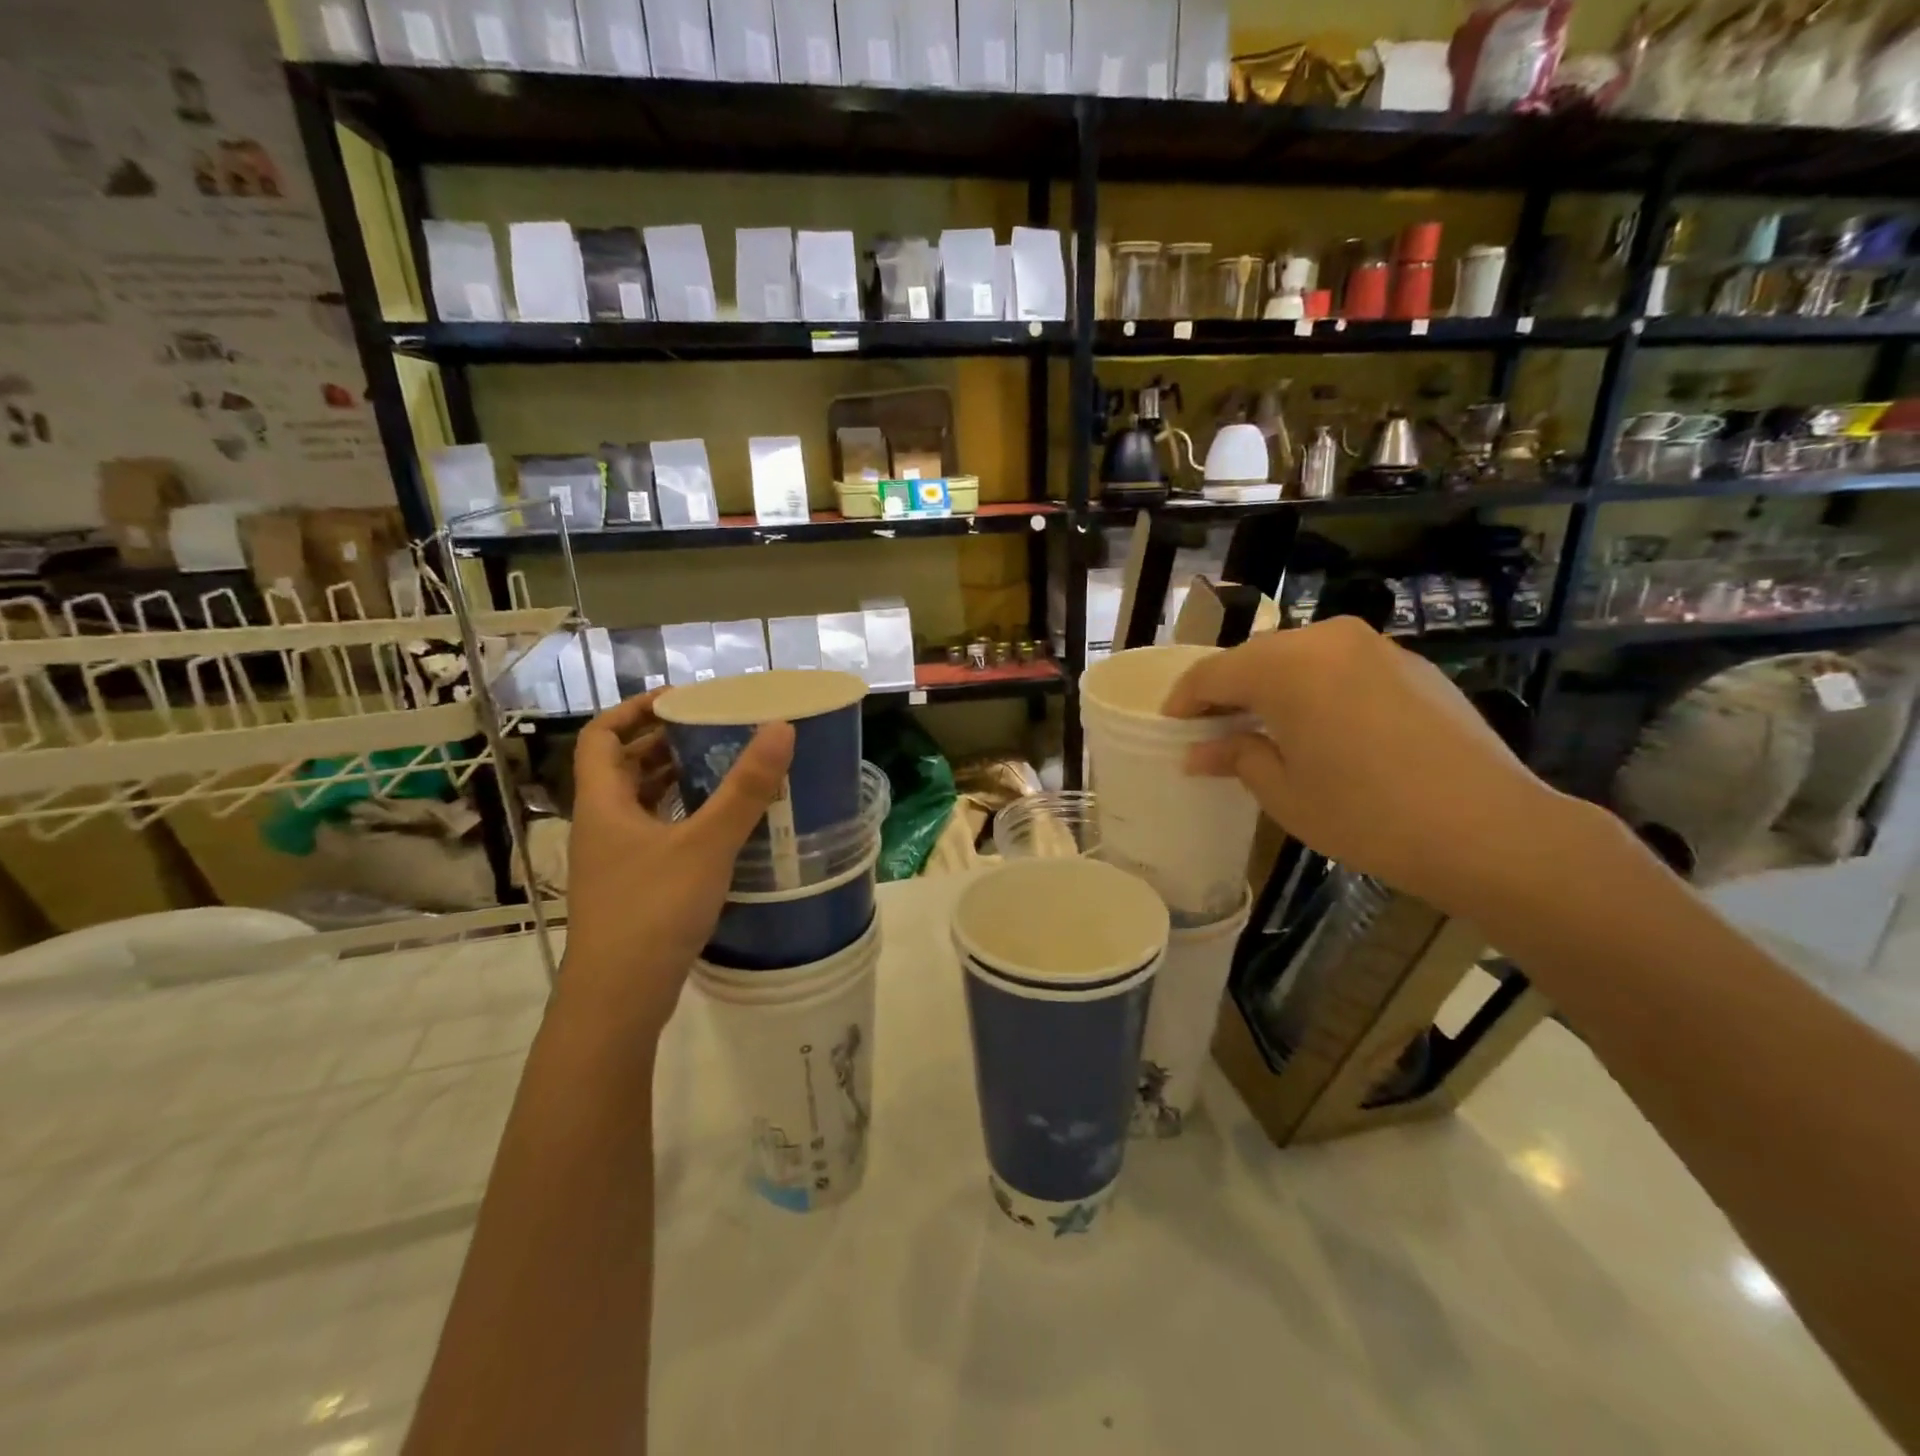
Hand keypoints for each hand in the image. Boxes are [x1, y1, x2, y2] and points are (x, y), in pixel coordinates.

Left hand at [559, 691, 794, 1038]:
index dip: (633, 710)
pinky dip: (680, 817)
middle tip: (710, 730)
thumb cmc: (653, 910)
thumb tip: (781, 729)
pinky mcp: (632, 887)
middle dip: (661, 743)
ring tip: (720, 767)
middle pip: (620, 767)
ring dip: (672, 781)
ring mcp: (614, 860)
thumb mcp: (706, 844)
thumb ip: (746, 788)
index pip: (601, 736)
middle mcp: (601, 826)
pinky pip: (653, 834)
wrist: (619, 998)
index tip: (677, 699)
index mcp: (603, 804)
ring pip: (638, 804)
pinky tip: (717, 825)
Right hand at [1163, 616, 1565, 922]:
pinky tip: (1322, 728)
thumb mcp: (1284, 792)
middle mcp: (1328, 639)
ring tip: (1266, 730)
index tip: (1171, 727)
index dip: (1184, 700)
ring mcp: (1376, 647)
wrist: (1490, 829)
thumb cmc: (1366, 814)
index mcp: (1285, 665)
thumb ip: (1237, 756)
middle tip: (1214, 731)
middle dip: (1228, 691)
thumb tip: (1200, 751)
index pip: (1212, 673)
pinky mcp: (1411, 665)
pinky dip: (1317, 689)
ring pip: (1300, 658)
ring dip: (1273, 688)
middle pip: (1256, 658)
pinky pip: (1342, 667)